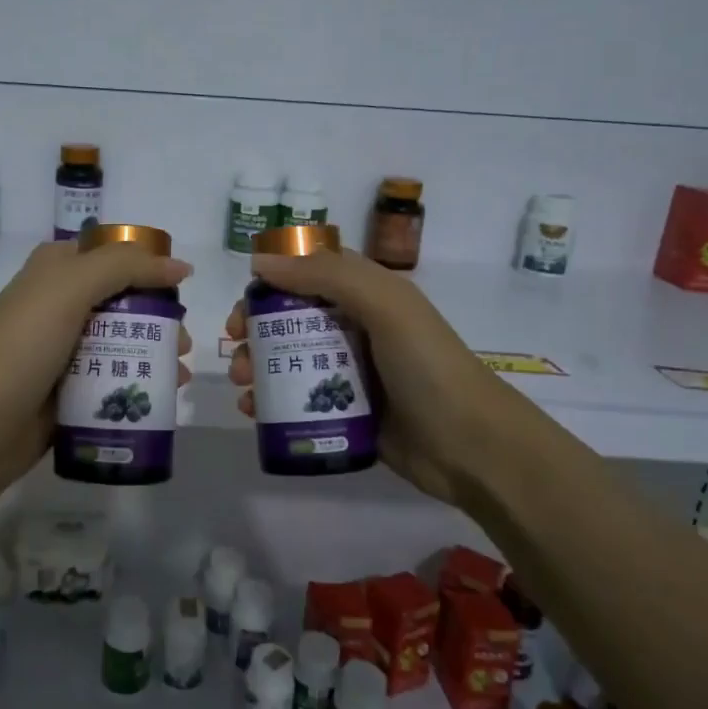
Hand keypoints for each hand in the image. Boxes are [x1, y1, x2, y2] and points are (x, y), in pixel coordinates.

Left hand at [0, 240, 193, 510]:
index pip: (113, 255)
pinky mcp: (66, 396)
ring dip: (156, 356)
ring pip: (122, 346)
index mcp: (56, 271)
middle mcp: (60, 307)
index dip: (149, 266)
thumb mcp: (67, 289)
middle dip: (160, 319)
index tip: (182, 289)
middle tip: (184, 343)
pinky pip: (111, 385)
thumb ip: (125, 267)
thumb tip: (181, 265)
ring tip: (180, 376)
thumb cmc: (18, 348)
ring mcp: (62, 354)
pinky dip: (139, 390)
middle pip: (124, 303)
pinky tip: (164, 402)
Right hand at [224, 246, 501, 505]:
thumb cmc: (427, 366)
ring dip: (258, 366)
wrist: (471, 446)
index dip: (274, 279)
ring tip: (242, 385)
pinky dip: (271, 402)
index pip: (311, 272)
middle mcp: (357, 328)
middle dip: (257, 329)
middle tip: (236, 346)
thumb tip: (261, 262)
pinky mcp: (347, 411)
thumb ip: (327, 276)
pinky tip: (253, 412)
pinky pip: (300, 399)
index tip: (245, 301)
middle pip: (292, 317)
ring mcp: (351, 372)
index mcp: (368, 294)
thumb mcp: (386, 306)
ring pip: (291, 359)